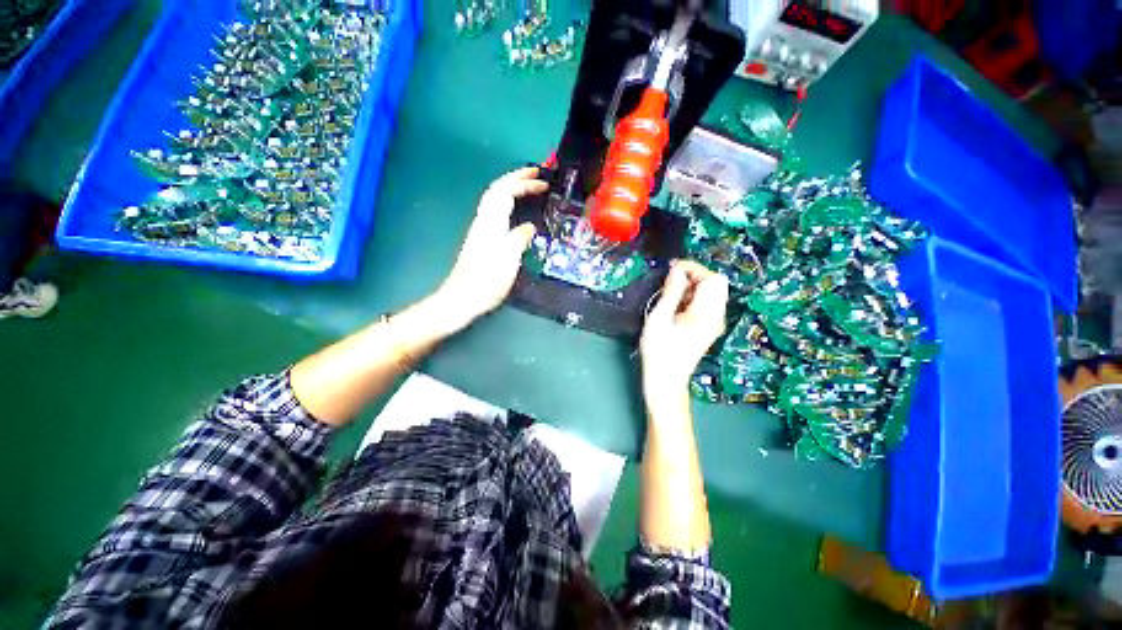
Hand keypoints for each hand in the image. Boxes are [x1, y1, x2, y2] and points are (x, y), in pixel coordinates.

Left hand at [435, 167, 547, 329]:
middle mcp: (483, 222)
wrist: (461, 299)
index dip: (523, 183)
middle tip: (536, 174)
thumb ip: (519, 239)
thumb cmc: (485, 282)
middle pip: (496, 190)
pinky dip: (507, 202)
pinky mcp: (481, 240)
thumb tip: (529, 227)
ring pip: (494, 199)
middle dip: (516, 178)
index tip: (543, 182)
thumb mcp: (508, 261)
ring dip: (511, 187)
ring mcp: (480, 230)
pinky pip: (495, 211)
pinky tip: (516, 209)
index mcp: (490, 224)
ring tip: (529, 186)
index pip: (505, 192)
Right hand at [640, 261, 729, 395]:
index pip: (713, 279)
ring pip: (711, 292)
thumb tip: (677, 270)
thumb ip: (671, 292)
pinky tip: (675, 307)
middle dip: (694, 276)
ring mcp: (714, 323)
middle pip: (716, 284)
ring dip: (692, 287)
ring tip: (670, 296)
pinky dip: (692, 297)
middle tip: (671, 282)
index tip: (672, 269)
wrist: (665, 379)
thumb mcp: (659, 318)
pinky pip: (705, 303)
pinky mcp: (708, 327)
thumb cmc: (659, 351)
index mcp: (707, 314)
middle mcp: (717, 317)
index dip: (694, 268)